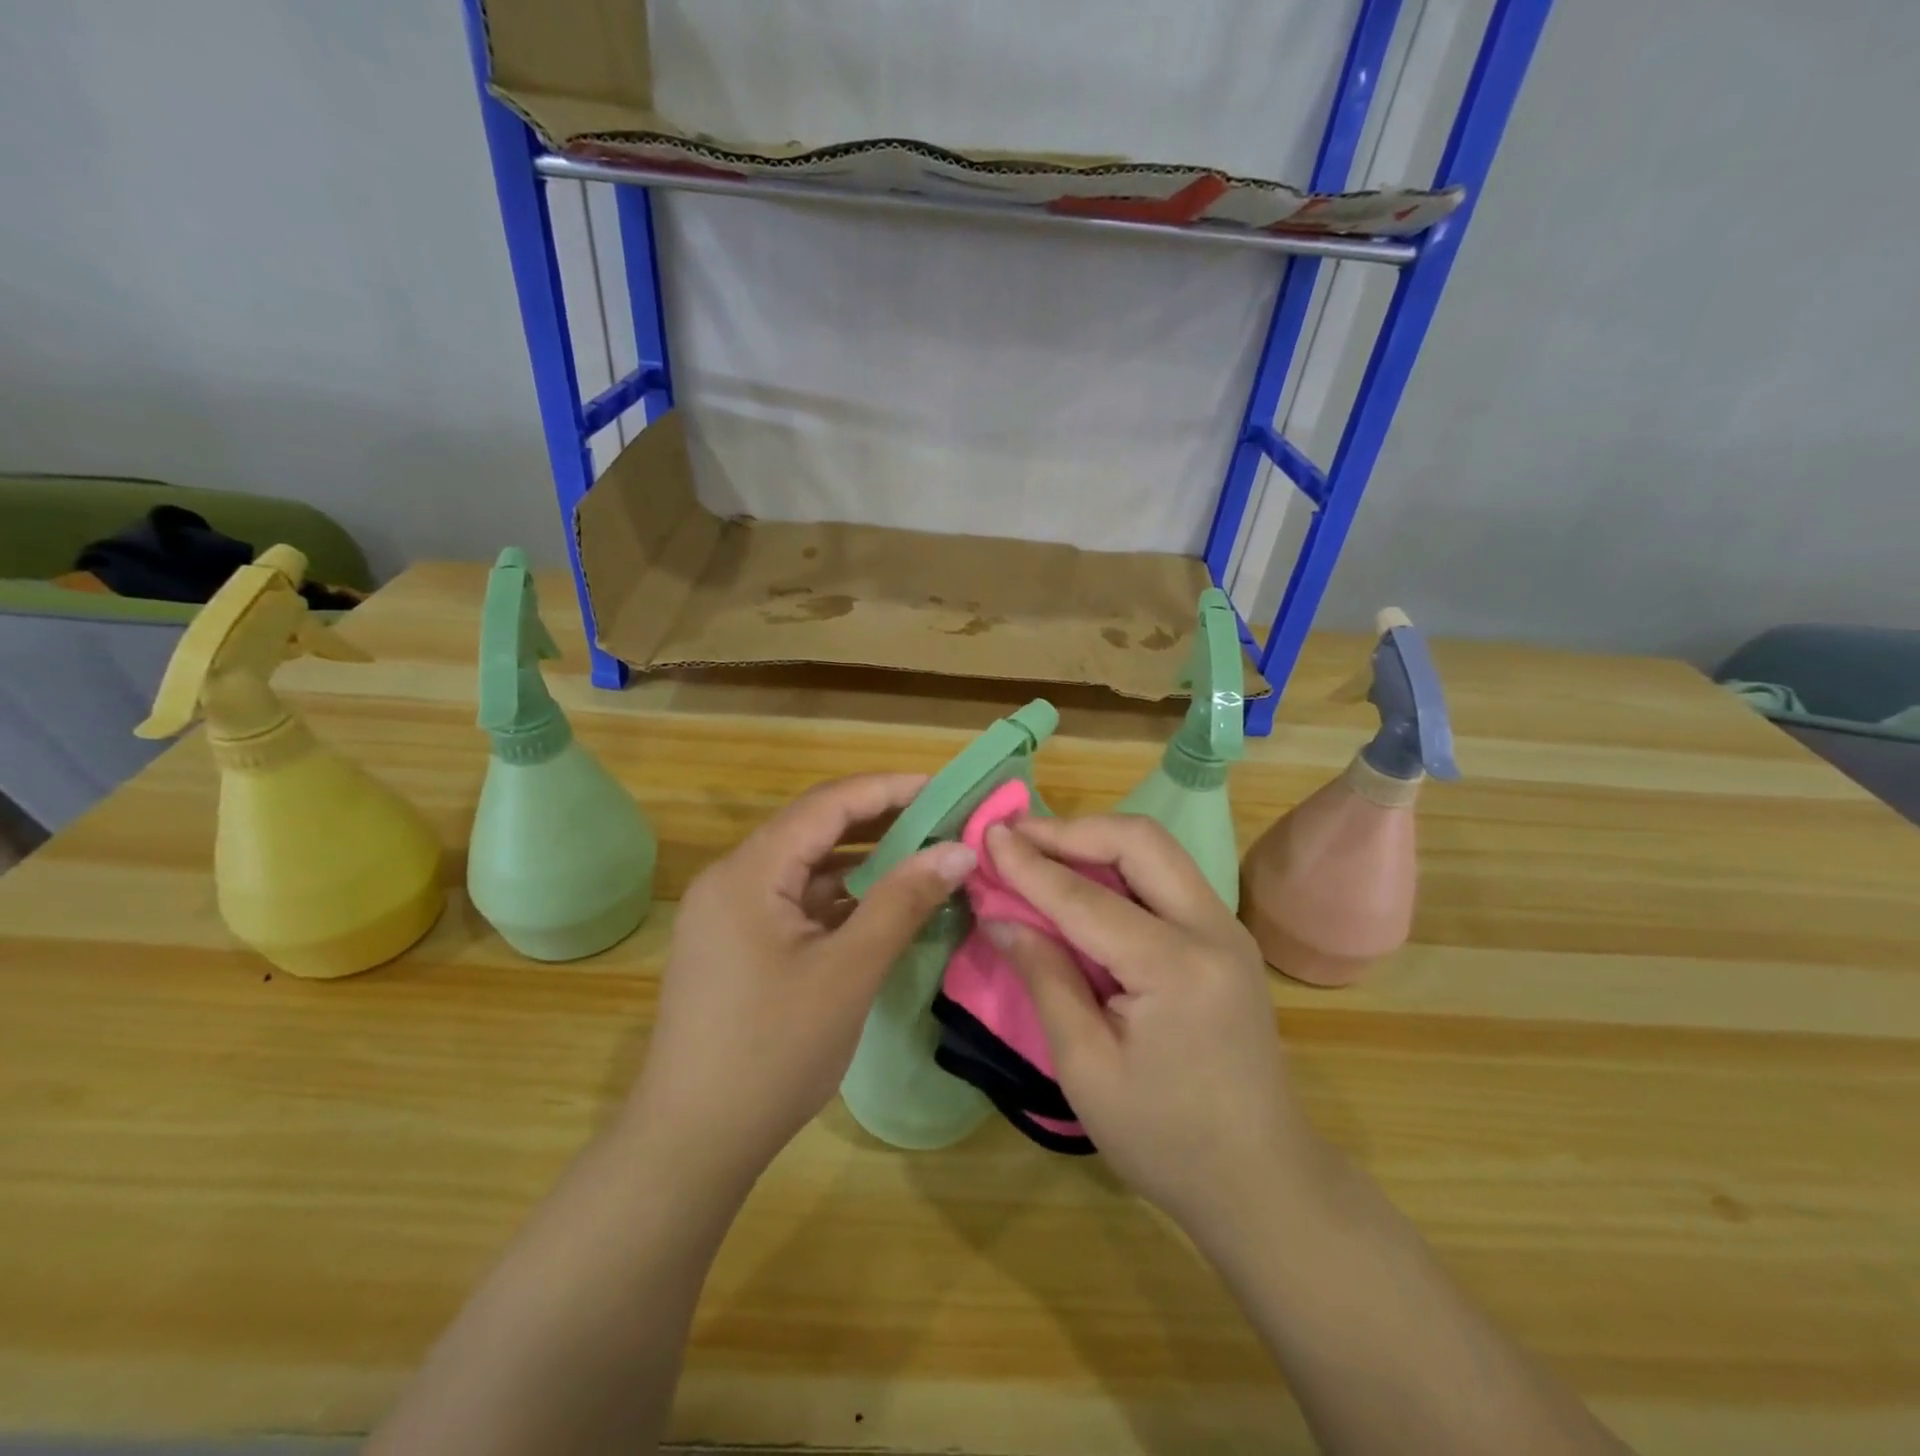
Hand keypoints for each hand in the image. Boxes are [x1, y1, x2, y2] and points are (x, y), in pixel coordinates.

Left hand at [626, 774, 976, 1198]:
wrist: (691, 1144)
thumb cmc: (772, 1051)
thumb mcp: (849, 972)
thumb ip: (903, 902)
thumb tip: (959, 851)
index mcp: (748, 872)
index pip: (827, 805)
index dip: (888, 789)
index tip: (943, 788)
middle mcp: (732, 879)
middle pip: (814, 830)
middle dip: (880, 822)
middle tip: (941, 821)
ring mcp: (729, 915)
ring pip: (805, 868)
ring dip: (862, 862)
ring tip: (922, 857)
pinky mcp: (736, 945)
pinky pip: (794, 902)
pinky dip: (839, 898)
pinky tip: (881, 906)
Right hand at [980, 815, 1322, 1244]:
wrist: (1262, 1182)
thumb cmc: (1165, 1139)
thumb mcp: (1086, 1068)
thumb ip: (1045, 979)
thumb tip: (999, 917)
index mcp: (1176, 968)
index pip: (1087, 898)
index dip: (1030, 865)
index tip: (987, 836)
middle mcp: (1212, 930)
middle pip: (1139, 841)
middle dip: (1072, 830)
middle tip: (1016, 838)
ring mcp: (1227, 929)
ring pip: (1157, 849)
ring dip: (1096, 841)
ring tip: (1041, 851)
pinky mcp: (1227, 938)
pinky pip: (1167, 876)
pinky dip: (1119, 865)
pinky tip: (1084, 880)